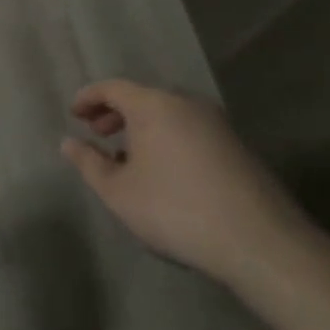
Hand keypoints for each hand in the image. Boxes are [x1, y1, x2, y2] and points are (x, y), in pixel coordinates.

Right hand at [62, 80, 305, 286]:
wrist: (260, 241)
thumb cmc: (176, 210)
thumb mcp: (119, 192)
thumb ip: (89, 163)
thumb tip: (69, 142)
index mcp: (154, 105)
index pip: (112, 88)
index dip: (88, 98)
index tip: (74, 115)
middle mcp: (186, 103)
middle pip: (142, 98)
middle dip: (115, 113)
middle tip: (98, 134)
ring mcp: (217, 123)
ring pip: (168, 114)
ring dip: (142, 129)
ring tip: (128, 158)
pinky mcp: (237, 146)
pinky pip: (190, 130)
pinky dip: (168, 139)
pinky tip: (165, 173)